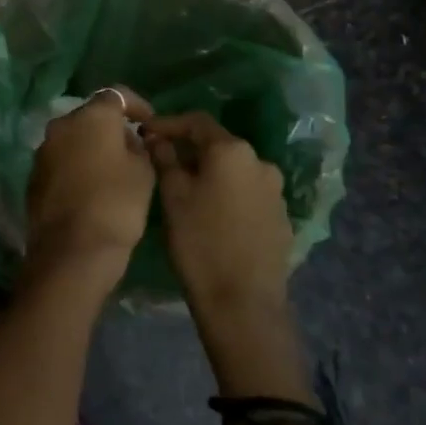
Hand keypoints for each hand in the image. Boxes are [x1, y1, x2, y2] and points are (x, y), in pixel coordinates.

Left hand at [25, 87, 155, 266]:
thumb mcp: (143, 171)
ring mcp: (43, 151)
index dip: (136, 105)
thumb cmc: (117, 203)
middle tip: (132, 147)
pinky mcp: (33, 176)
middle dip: (110, 127)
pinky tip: (90, 187)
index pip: (115, 95)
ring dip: (90, 147)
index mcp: (90, 117)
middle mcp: (61, 126)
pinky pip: (60, 161)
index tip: (148, 121)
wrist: (72, 249)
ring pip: (72, 139)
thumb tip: (126, 141)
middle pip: (90, 117)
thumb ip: (137, 147)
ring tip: (112, 169)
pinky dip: (75, 166)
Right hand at [147, 112, 294, 318]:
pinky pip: (246, 193)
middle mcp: (260, 162)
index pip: (197, 122)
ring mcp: (275, 191)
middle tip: (160, 160)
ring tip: (183, 188)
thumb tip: (159, 139)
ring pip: (233, 170)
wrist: (242, 302)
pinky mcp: (280, 217)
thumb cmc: (199, 242)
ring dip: (208, 172)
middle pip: (218, 145)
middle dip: (188, 149)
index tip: (144, 132)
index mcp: (232, 151)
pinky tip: (209, 212)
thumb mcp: (173, 197)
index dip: (168, 123)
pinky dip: (226, 193)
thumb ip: (165, 159)